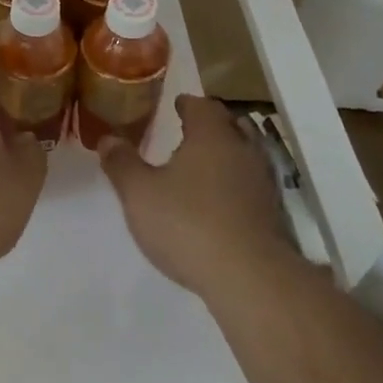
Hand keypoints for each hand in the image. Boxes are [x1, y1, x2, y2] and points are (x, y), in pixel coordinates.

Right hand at [99, 95, 291, 304]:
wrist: (251, 279)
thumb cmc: (188, 224)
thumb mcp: (139, 194)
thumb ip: (122, 164)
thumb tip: (108, 138)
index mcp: (212, 136)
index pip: (202, 106)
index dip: (187, 104)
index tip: (177, 104)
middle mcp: (243, 151)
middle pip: (232, 125)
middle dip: (212, 125)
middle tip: (190, 131)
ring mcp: (264, 183)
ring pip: (246, 155)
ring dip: (228, 154)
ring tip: (204, 166)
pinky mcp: (274, 215)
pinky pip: (253, 185)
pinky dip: (237, 184)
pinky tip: (220, 201)